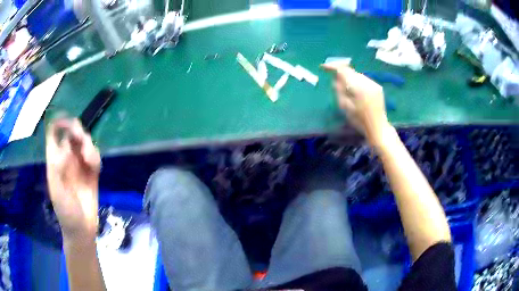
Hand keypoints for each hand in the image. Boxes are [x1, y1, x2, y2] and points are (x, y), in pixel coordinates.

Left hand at [46, 119, 100, 241]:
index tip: (68, 123)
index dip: (59, 123)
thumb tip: (67, 146)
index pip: (53, 133)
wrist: (82, 230)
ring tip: (90, 161)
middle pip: (71, 134)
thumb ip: (58, 167)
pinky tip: (95, 167)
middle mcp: (66, 159)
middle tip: (82, 140)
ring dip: (89, 146)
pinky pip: (94, 157)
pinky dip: (96, 157)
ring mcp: (79, 166)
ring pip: (84, 143)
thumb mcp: (57, 191)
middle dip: (78, 132)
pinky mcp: (91, 173)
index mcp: (55, 160)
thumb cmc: (66, 212)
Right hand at [322, 62, 390, 146]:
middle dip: (341, 73)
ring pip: (357, 75)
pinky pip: (364, 80)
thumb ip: (339, 90)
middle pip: (350, 71)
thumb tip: (335, 78)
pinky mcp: (378, 87)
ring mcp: (374, 84)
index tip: (323, 67)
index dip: (332, 66)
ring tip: (346, 88)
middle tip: (334, 80)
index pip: (343, 70)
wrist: (378, 128)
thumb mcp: (345, 106)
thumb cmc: (359, 120)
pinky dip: (358, 82)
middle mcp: (366, 82)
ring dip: (350, 78)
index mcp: (357, 87)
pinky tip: (356, 92)